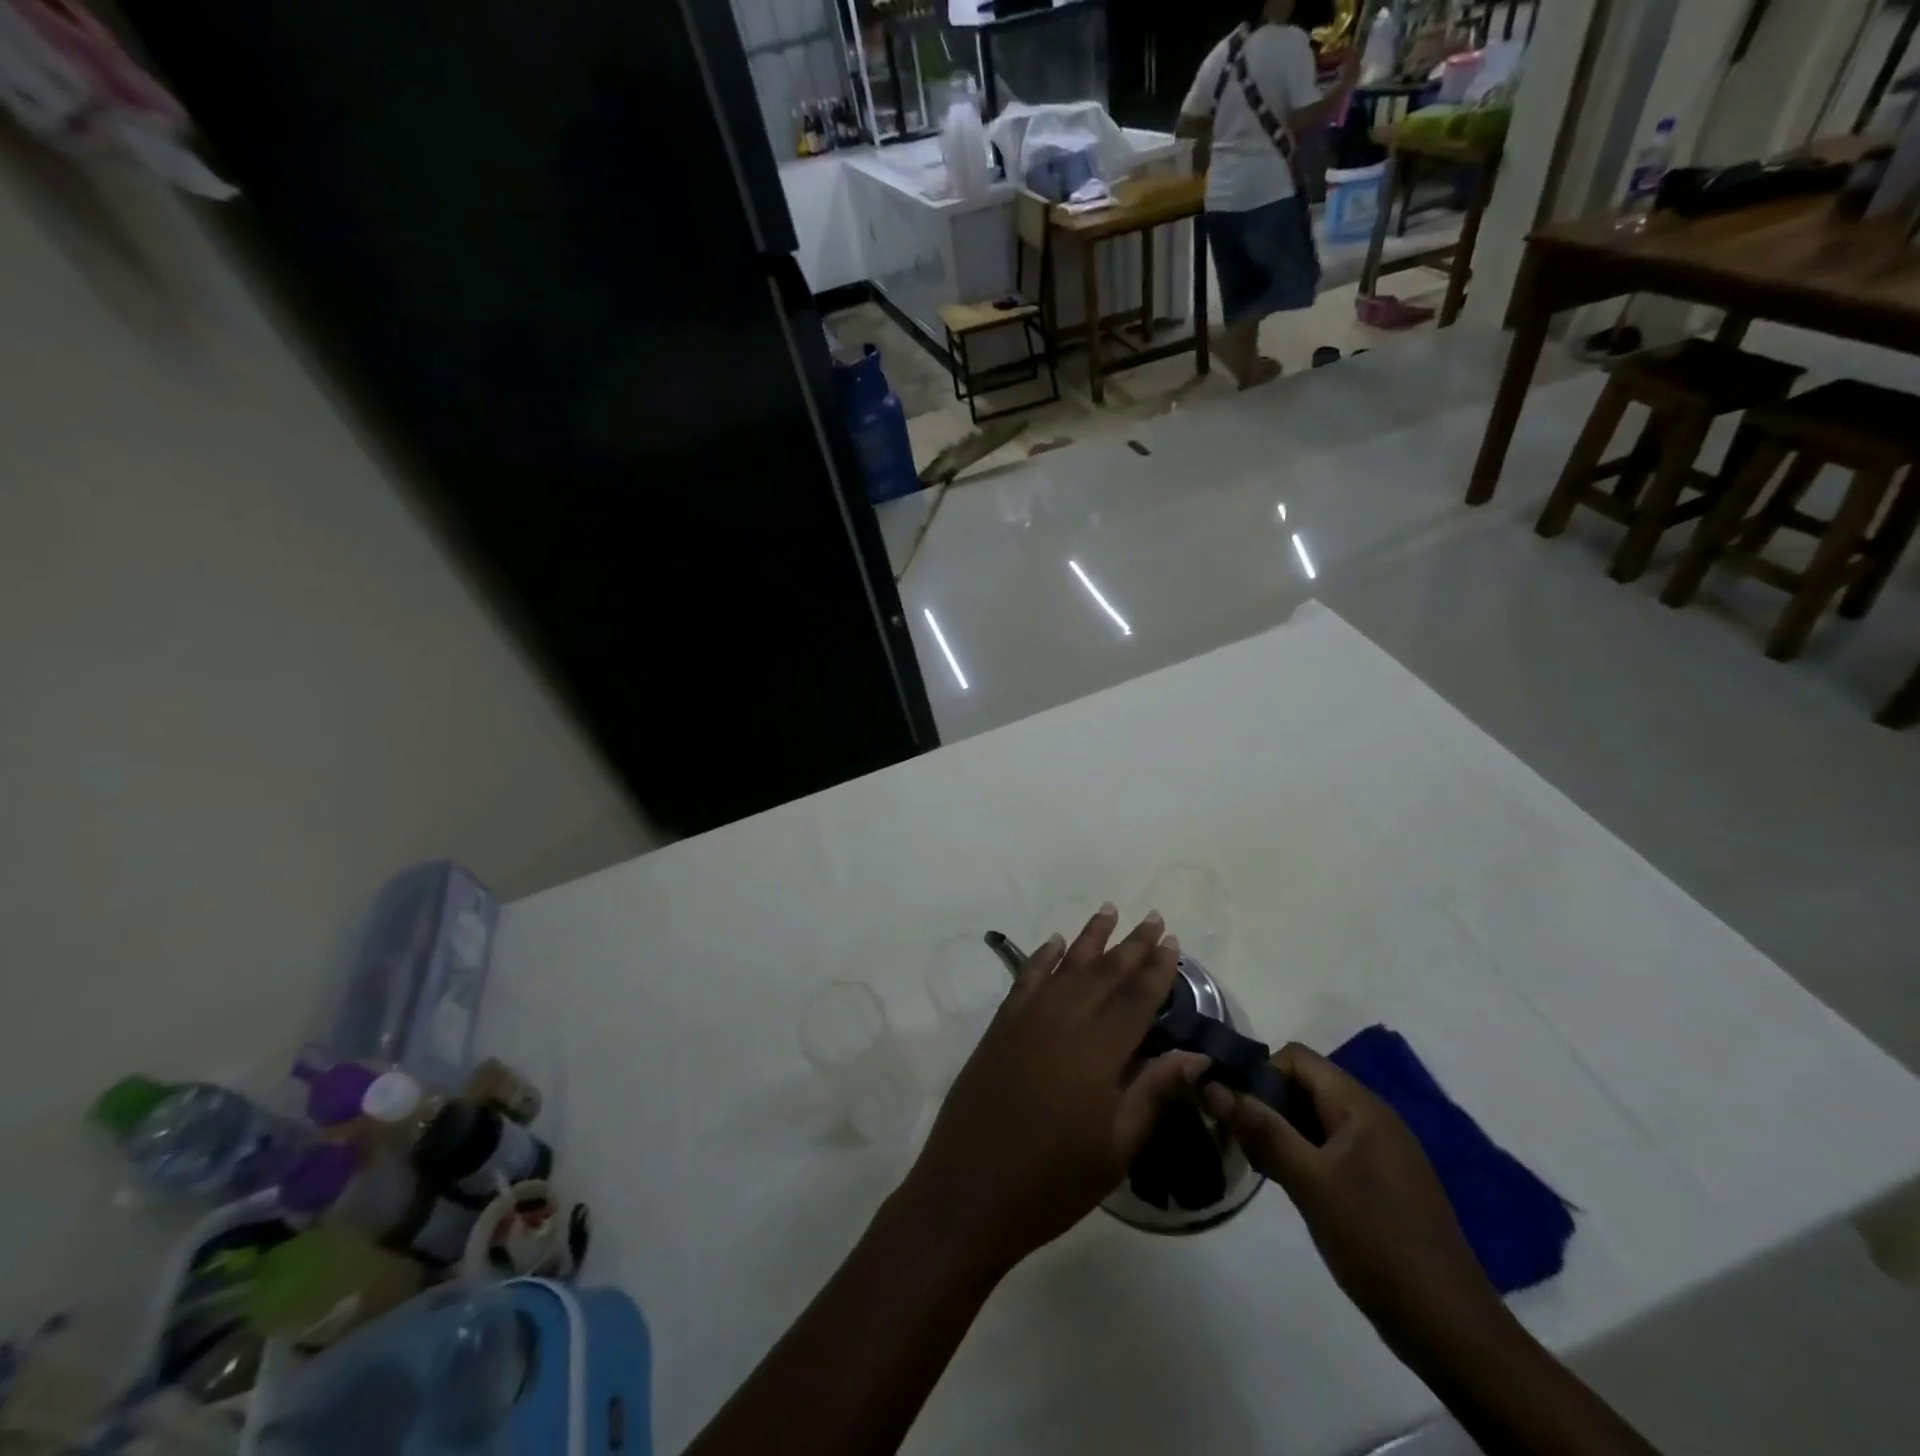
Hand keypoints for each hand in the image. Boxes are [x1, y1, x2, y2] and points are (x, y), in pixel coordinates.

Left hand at [898, 906, 1205, 1276]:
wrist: (967, 1191)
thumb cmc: (1052, 1182)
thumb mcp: (1115, 1150)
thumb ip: (1153, 1092)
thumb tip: (1196, 1056)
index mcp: (1098, 1052)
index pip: (1136, 998)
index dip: (1158, 969)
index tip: (1174, 941)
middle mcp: (1062, 1022)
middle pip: (1104, 973)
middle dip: (1131, 944)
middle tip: (1153, 917)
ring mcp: (1026, 1020)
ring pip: (1065, 966)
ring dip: (1089, 937)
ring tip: (1109, 910)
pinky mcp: (999, 1027)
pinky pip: (1026, 979)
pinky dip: (1042, 957)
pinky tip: (1054, 943)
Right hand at [1202, 1044, 1506, 1361]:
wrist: (1451, 1329)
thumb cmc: (1376, 1242)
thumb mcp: (1309, 1182)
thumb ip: (1261, 1129)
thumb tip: (1212, 1085)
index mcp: (1359, 1105)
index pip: (1295, 1058)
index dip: (1258, 1073)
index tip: (1231, 1109)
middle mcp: (1372, 1116)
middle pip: (1304, 1085)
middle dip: (1265, 1103)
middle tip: (1236, 1139)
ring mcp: (1381, 1151)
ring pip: (1315, 1118)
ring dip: (1281, 1131)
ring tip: (1256, 1163)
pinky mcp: (1382, 1182)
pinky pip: (1332, 1147)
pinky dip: (1303, 1154)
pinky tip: (1288, 1184)